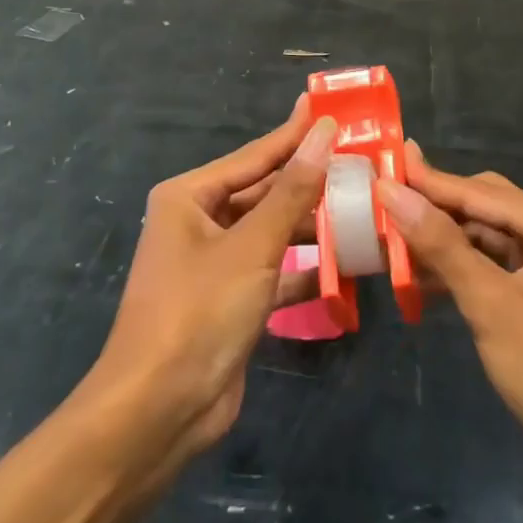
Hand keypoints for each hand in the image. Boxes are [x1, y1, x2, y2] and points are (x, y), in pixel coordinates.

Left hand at [91, 100, 336, 456]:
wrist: (158, 412)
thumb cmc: (199, 312)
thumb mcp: (252, 246)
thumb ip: (293, 190)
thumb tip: (324, 132)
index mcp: (190, 196)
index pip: (255, 155)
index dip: (296, 134)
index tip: (334, 111)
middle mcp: (199, 222)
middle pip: (265, 192)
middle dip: (311, 182)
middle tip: (362, 162)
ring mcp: (215, 263)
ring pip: (273, 232)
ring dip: (314, 226)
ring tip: (364, 207)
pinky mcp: (231, 299)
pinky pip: (275, 271)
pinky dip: (306, 269)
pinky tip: (347, 264)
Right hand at [377, 142, 522, 474]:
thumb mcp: (492, 305)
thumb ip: (441, 245)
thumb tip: (392, 191)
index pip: (473, 190)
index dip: (422, 181)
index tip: (376, 166)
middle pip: (480, 206)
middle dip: (431, 210)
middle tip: (376, 206)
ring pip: (485, 237)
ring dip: (441, 243)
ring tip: (387, 243)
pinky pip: (495, 266)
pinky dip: (461, 270)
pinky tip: (421, 280)